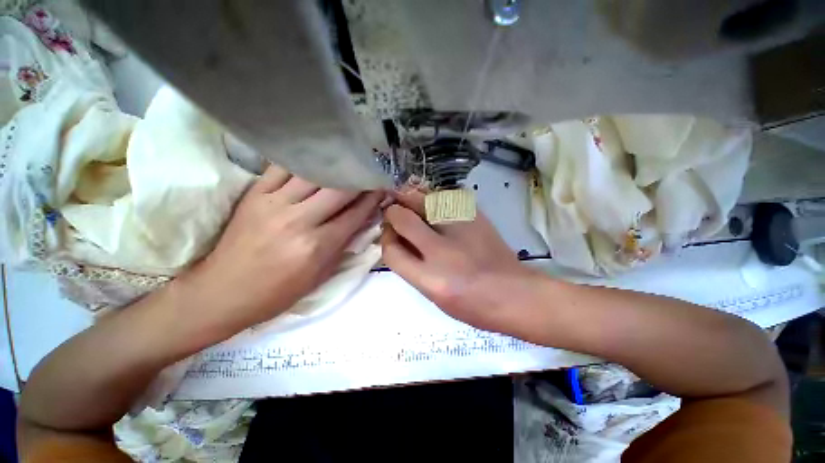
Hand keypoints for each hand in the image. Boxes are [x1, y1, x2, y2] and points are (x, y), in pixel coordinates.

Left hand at [181, 165, 382, 334]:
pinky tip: (315, 159)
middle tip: (369, 172)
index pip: (355, 214)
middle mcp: (299, 221)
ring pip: (313, 174)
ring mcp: (274, 204)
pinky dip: (303, 162)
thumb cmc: (278, 292)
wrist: (223, 292)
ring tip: (347, 162)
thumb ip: (344, 244)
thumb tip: (362, 219)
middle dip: (359, 179)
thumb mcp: (321, 275)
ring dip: (335, 168)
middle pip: (338, 189)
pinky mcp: (255, 195)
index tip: (382, 188)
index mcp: (317, 246)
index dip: (372, 199)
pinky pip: (282, 168)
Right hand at [381, 190, 537, 333]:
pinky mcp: (476, 215)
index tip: (389, 234)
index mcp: (430, 278)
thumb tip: (396, 239)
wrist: (515, 293)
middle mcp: (442, 250)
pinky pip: (444, 197)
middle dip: (393, 212)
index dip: (385, 238)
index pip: (391, 250)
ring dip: (411, 198)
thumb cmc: (472, 304)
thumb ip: (411, 266)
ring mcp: (461, 228)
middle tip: (395, 212)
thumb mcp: (434, 295)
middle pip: (402, 218)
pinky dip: (433, 198)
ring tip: (410, 202)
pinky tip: (434, 205)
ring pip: (423, 199)